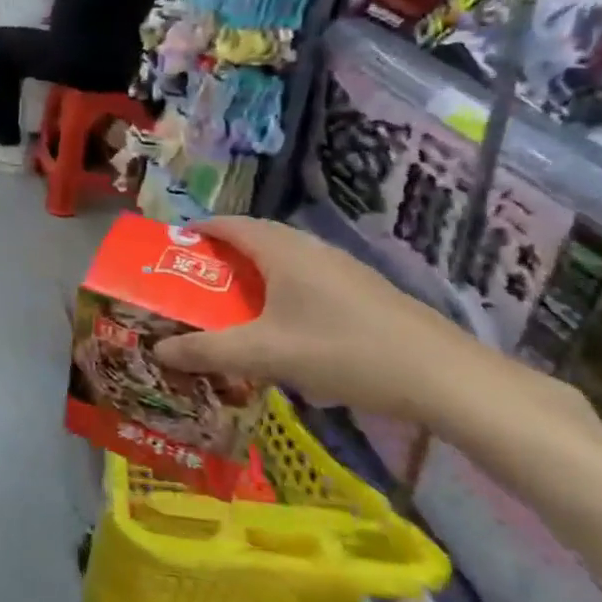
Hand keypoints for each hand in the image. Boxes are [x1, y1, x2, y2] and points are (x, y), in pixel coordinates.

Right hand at [150, 217, 503, 424]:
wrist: (444, 377)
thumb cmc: (343, 351)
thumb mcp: (265, 354)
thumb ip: (207, 351)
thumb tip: (157, 349)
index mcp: (282, 250)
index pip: (229, 224)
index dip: (196, 231)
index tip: (169, 250)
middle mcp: (310, 249)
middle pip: (254, 239)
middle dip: (220, 257)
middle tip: (192, 283)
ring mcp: (341, 269)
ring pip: (283, 260)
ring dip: (252, 276)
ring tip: (229, 306)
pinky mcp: (362, 292)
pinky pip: (305, 278)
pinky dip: (279, 291)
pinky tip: (280, 328)